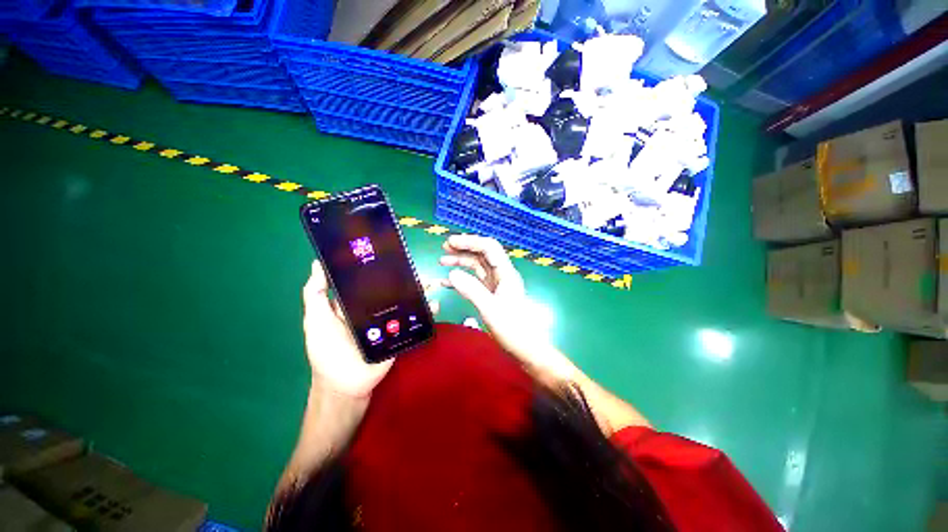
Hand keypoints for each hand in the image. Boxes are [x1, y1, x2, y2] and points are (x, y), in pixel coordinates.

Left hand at [301, 261, 441, 396]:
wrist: (346, 383)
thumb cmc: (327, 350)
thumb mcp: (316, 319)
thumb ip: (316, 294)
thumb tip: (317, 264)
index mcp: (355, 302)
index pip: (368, 280)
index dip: (375, 267)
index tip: (386, 250)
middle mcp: (374, 309)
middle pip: (392, 289)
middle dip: (403, 277)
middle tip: (413, 265)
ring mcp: (390, 321)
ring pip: (406, 302)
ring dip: (418, 292)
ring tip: (428, 282)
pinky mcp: (401, 333)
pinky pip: (415, 320)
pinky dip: (427, 312)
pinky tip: (435, 304)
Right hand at [440, 235, 572, 378]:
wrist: (526, 349)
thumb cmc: (513, 329)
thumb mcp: (490, 309)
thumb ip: (471, 290)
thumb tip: (451, 274)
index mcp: (506, 273)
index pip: (489, 247)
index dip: (470, 241)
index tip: (451, 242)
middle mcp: (502, 275)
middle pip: (482, 254)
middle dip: (463, 249)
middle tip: (444, 249)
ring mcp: (496, 284)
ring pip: (477, 266)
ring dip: (460, 262)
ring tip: (442, 261)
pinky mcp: (491, 294)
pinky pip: (475, 281)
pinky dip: (462, 279)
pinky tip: (447, 282)